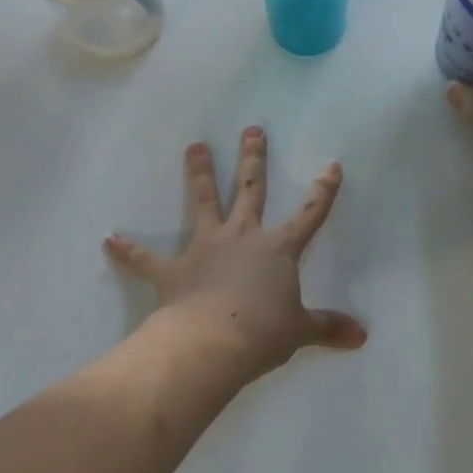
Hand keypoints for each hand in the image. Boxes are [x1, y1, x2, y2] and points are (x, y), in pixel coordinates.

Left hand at [104, 127, 366, 381]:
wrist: (213, 343)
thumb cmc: (263, 332)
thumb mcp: (301, 330)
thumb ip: (329, 328)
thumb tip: (362, 336)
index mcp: (278, 248)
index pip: (310, 214)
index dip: (324, 191)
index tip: (331, 165)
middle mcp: (242, 236)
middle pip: (251, 189)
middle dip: (253, 158)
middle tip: (251, 129)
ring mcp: (205, 248)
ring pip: (203, 202)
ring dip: (199, 174)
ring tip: (194, 147)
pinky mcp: (174, 270)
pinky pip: (147, 259)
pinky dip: (128, 250)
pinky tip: (110, 238)